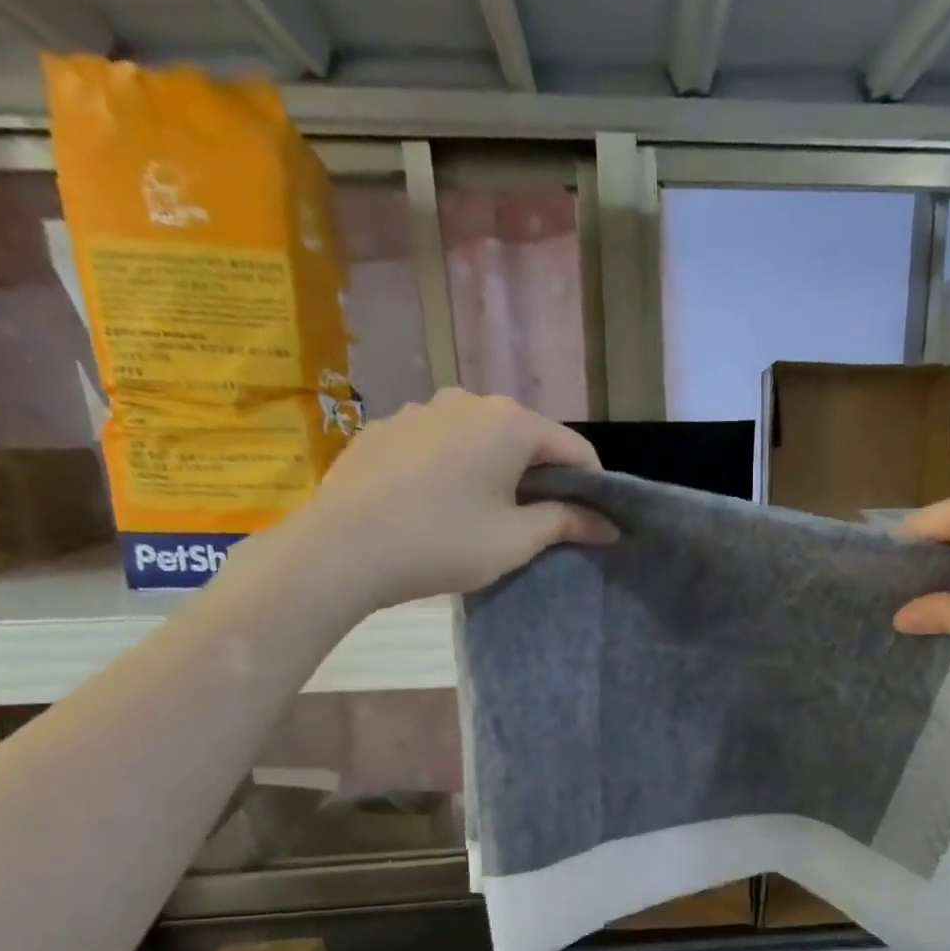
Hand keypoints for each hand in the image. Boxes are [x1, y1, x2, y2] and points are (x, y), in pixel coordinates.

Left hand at [295, 389, 615, 605]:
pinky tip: (437, 504)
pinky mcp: (385, 428)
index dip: (592, 485)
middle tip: (538, 522)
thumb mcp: (515, 540)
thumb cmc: (443, 543)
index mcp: (508, 422)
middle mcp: (467, 401)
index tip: (592, 520)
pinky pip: (438, 443)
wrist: (340, 550)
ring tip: (484, 514)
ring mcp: (420, 410)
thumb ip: (567, 523)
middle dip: (541, 476)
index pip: (573, 448)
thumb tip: (609, 525)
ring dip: (495, 470)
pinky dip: (453, 467)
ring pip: (479, 438)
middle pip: (525, 438)